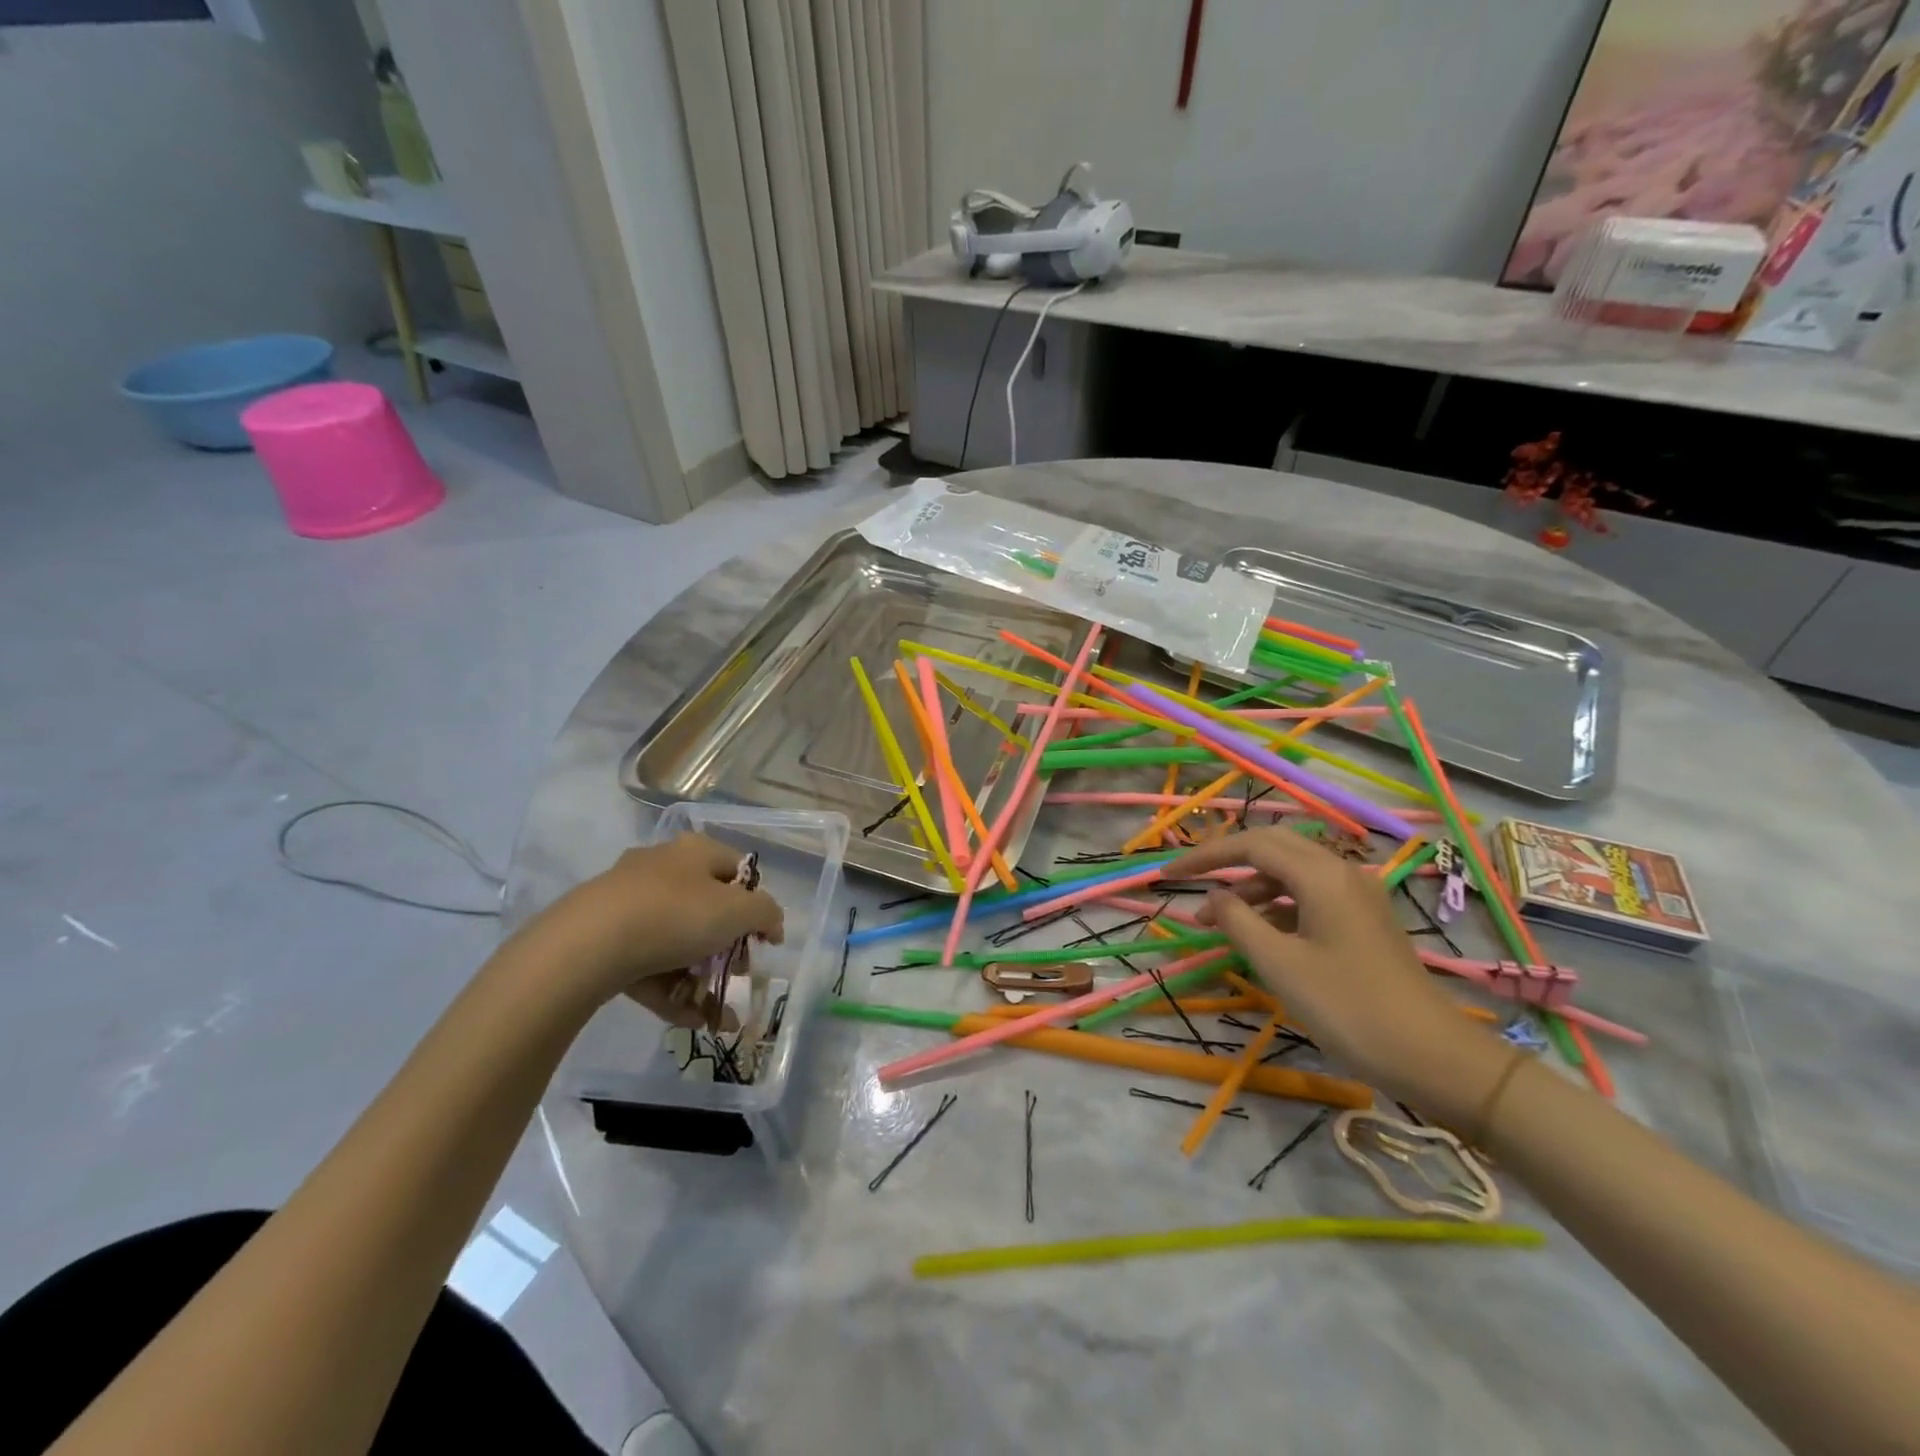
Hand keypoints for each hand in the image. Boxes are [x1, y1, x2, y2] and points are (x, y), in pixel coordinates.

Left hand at [511, 833, 783, 1021]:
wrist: (586, 946)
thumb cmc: (675, 916)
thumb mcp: (738, 911)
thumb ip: (766, 913)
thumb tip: (773, 922)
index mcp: (694, 852)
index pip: (738, 871)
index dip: (757, 905)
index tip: (765, 941)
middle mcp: (662, 869)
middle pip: (707, 909)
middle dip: (728, 949)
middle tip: (738, 974)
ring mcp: (628, 904)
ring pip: (677, 942)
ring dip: (702, 979)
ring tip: (717, 1017)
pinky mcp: (604, 939)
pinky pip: (648, 964)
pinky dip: (671, 990)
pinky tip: (689, 1021)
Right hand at [1164, 827, 1509, 1121]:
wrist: (1434, 1057)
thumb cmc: (1349, 1008)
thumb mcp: (1280, 965)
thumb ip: (1238, 922)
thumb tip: (1216, 896)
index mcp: (1321, 875)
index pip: (1251, 845)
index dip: (1205, 856)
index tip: (1168, 875)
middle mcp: (1341, 872)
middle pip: (1273, 848)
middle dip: (1227, 862)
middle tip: (1189, 883)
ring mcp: (1357, 895)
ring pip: (1291, 873)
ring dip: (1250, 888)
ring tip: (1216, 921)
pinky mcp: (1364, 920)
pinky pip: (1309, 895)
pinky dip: (1276, 905)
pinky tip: (1258, 933)